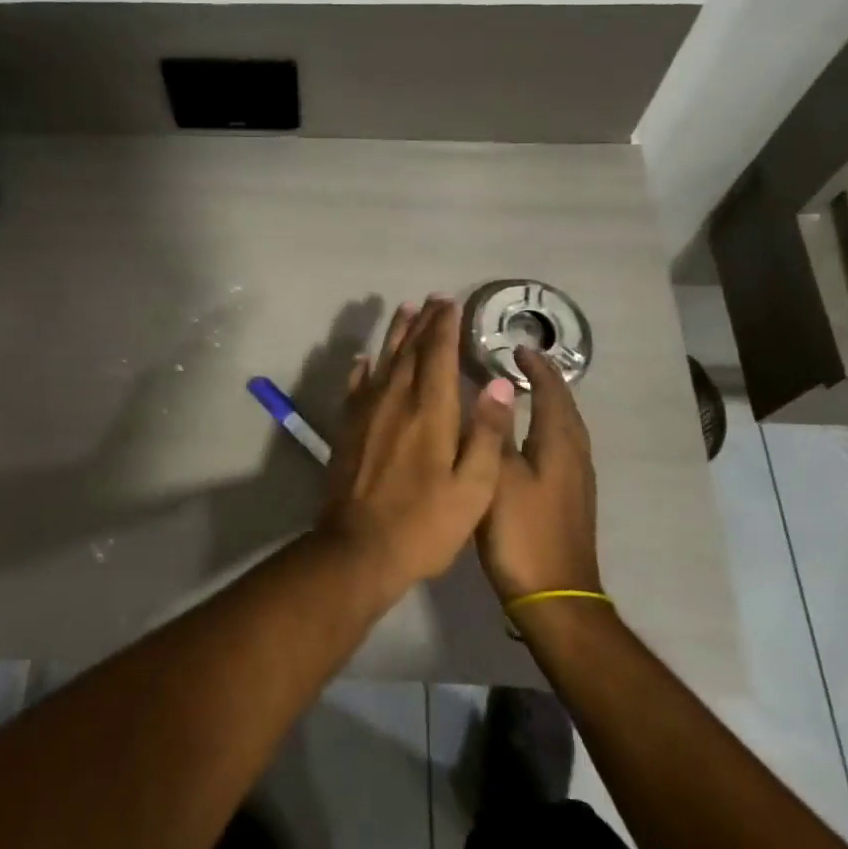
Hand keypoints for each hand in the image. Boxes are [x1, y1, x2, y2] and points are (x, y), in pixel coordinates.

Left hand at [317, 297, 517, 595]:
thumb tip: (499, 382)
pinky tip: (364, 359)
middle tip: (433, 299)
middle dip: (424, 322)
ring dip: (395, 334)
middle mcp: (395, 400)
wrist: (359, 549)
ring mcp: (367, 412)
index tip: (451, 302)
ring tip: (404, 310)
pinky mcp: (348, 428)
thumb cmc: (425, 524)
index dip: (445, 326)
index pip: (438, 354)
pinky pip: (356, 386)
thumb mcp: (473, 488)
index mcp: (429, 411)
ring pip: (383, 361)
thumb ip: (486, 433)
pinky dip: (362, 368)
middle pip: (410, 350)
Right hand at [478, 346, 603, 600]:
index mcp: (559, 444)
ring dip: (547, 404)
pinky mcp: (570, 498)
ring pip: (564, 427)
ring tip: (522, 391)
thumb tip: (495, 389)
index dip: (536, 368)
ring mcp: (576, 479)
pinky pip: (560, 446)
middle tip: (520, 363)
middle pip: (564, 406)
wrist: (555, 597)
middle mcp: (574, 455)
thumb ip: (494, 433)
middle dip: (546, 381)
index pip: (552, 391)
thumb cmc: (523, 533)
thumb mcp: (498, 479)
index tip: (517, 347)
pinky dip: (545, 428)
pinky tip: (526, 437)